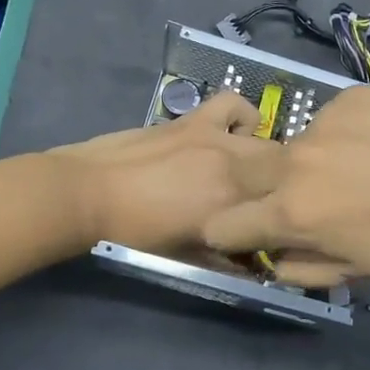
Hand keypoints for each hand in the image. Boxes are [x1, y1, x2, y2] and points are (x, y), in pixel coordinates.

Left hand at [49, 93, 283, 258]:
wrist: (88, 194)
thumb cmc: (132, 233)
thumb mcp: (184, 255)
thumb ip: (224, 257)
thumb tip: (251, 263)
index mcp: (231, 209)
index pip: (279, 210)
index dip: (280, 217)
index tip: (270, 226)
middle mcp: (234, 171)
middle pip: (282, 173)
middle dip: (279, 187)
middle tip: (260, 200)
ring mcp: (217, 140)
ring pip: (267, 143)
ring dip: (266, 156)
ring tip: (247, 166)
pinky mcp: (196, 120)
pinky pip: (233, 105)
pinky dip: (241, 116)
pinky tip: (231, 131)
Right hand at [200, 86, 369, 284]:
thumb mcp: (364, 269)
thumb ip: (306, 268)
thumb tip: (274, 259)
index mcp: (293, 212)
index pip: (222, 224)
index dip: (232, 233)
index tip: (254, 233)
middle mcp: (294, 160)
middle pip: (247, 171)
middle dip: (262, 188)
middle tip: (311, 198)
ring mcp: (322, 120)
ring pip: (298, 144)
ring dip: (315, 160)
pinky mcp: (350, 95)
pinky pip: (332, 118)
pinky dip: (348, 133)